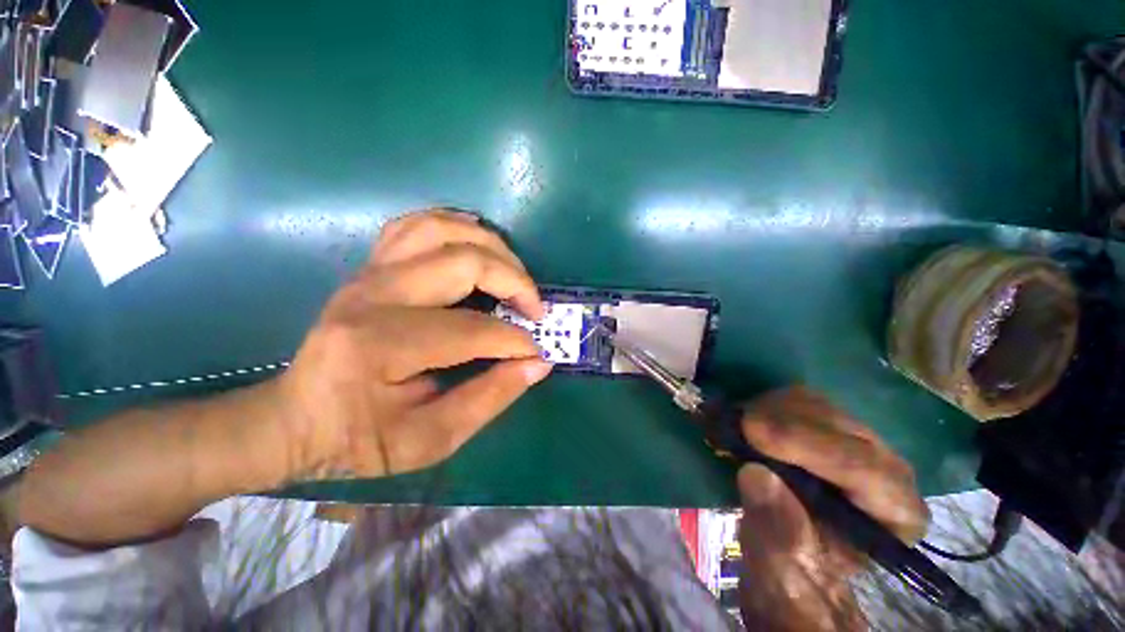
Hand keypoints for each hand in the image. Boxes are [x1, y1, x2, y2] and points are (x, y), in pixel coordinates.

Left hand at [271, 210, 552, 481]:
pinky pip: (418, 225)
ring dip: (491, 246)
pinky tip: (479, 245)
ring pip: (442, 229)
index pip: (471, 330)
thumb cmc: (359, 438)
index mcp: (381, 345)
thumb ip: (490, 398)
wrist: (295, 418)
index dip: (515, 341)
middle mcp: (373, 295)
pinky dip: (456, 227)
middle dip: (514, 282)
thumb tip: (538, 363)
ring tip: (516, 274)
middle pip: (463, 262)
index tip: (537, 352)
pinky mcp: (371, 267)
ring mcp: (369, 273)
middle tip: (535, 308)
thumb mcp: (430, 438)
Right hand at [736, 387, 928, 631]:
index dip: (806, 445)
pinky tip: (742, 421)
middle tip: (729, 428)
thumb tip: (756, 473)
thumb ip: (775, 527)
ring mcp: (858, 440)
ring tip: (733, 429)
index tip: (751, 432)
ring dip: (766, 411)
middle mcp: (887, 469)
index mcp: (894, 513)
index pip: (864, 468)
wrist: (790, 548)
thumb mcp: (781, 564)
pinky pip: (795, 398)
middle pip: (838, 426)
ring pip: (815, 404)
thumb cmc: (792, 565)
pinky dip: (762, 405)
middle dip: (779, 423)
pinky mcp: (827, 423)